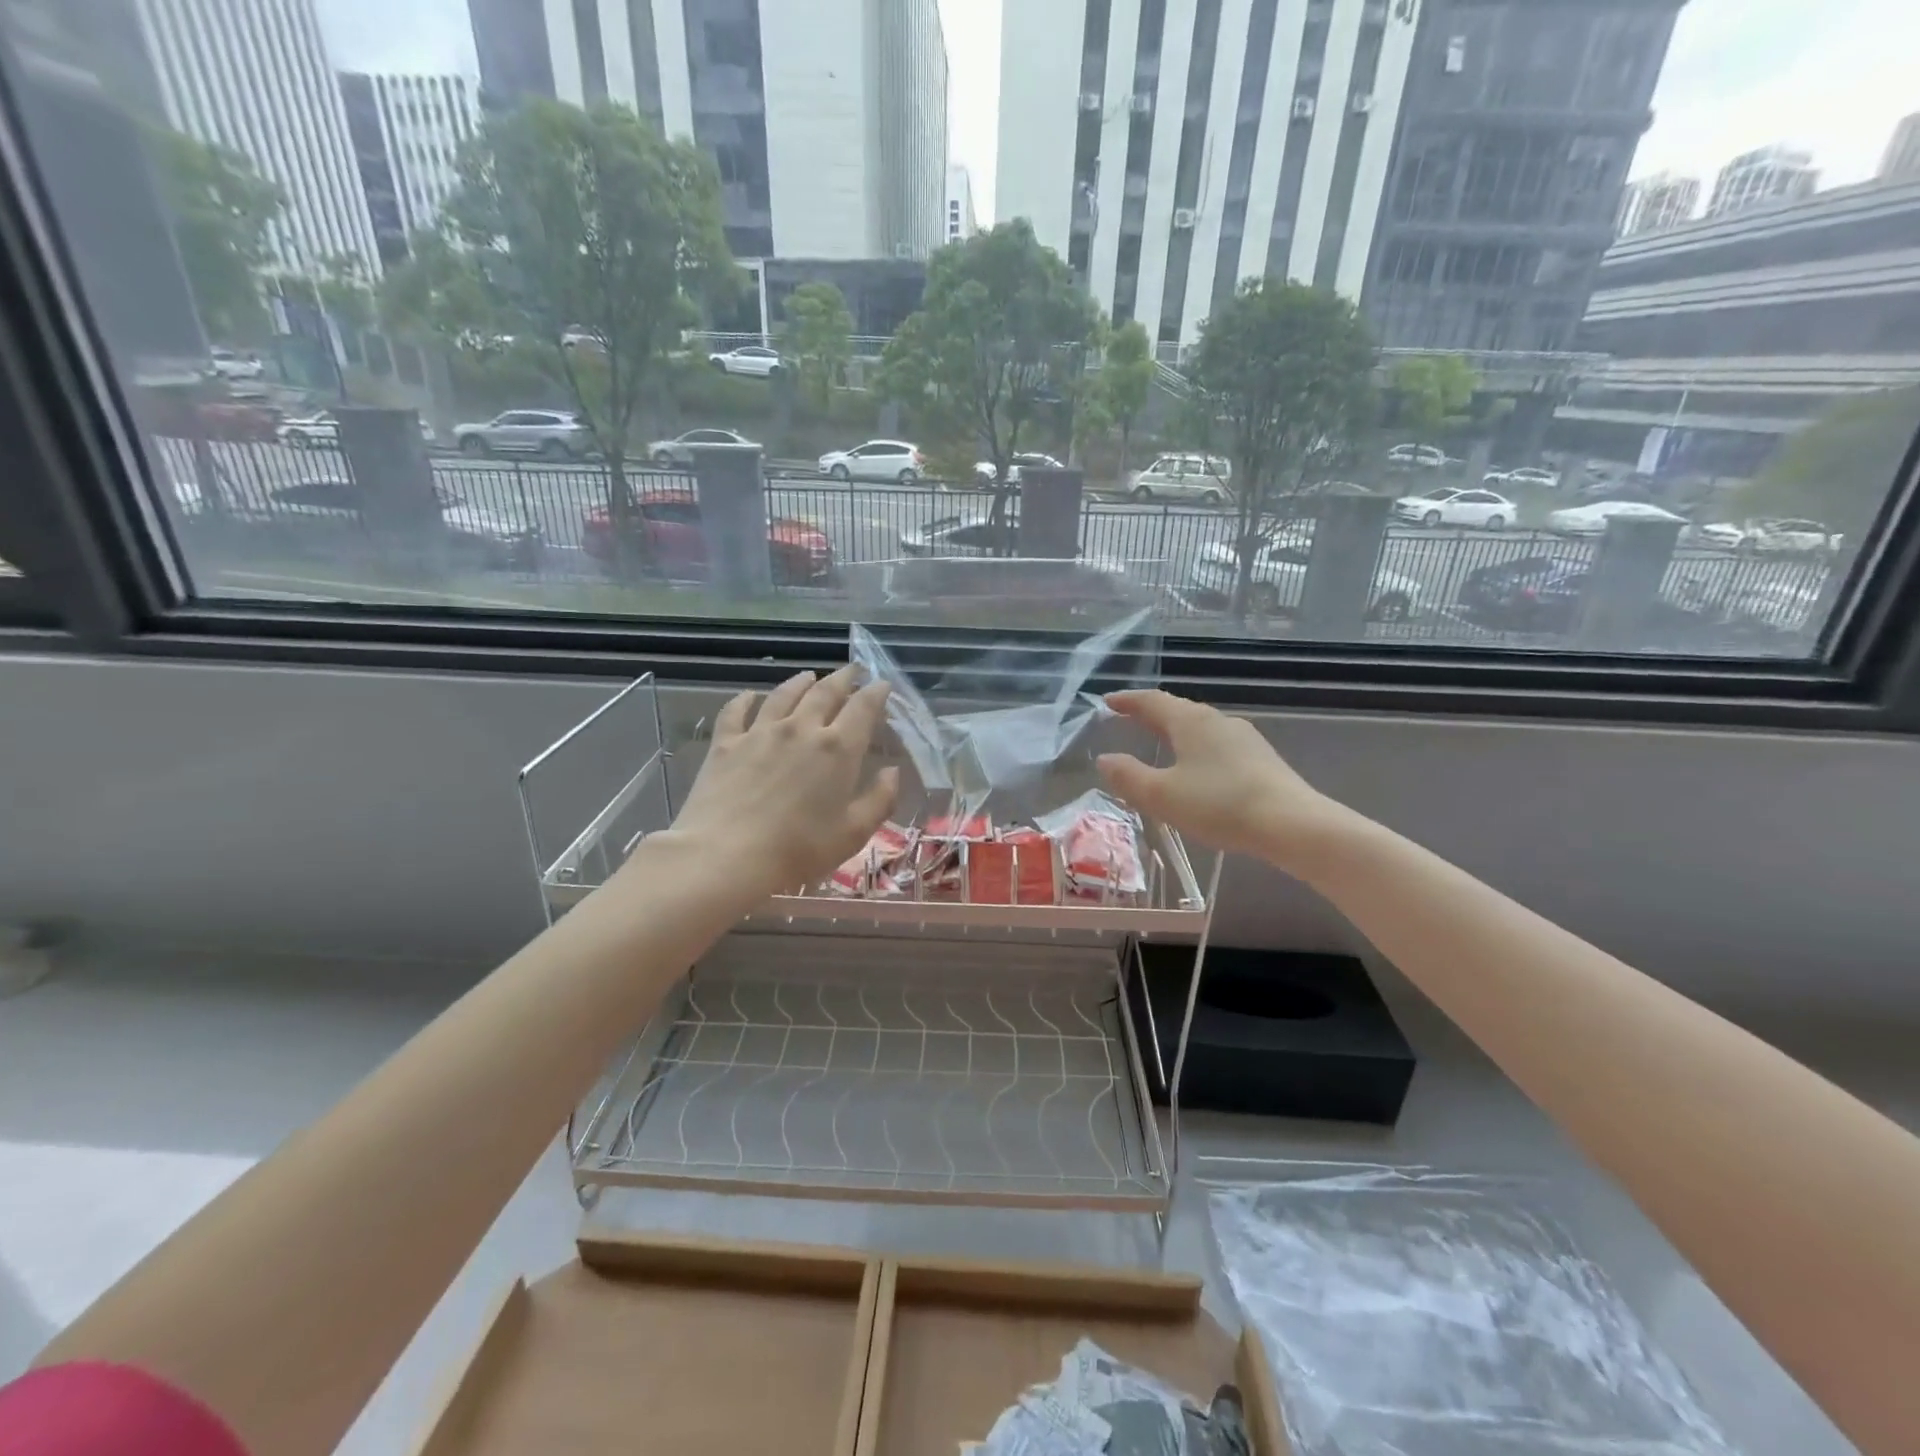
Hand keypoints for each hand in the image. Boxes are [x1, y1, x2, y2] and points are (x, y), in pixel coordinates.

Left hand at [661, 665, 899, 902]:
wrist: (725, 857)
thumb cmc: (797, 850)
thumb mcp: (853, 834)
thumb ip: (879, 800)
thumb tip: (892, 772)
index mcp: (838, 749)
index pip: (863, 708)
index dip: (876, 693)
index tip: (882, 685)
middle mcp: (801, 729)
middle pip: (825, 692)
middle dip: (843, 678)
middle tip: (852, 671)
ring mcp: (760, 732)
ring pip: (784, 694)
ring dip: (800, 682)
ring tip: (809, 676)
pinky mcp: (726, 743)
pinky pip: (736, 710)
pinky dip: (746, 699)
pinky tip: (749, 696)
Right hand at [1096, 689, 1353, 870]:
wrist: (1292, 824)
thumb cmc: (1219, 804)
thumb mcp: (1162, 795)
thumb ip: (1128, 776)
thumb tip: (1104, 759)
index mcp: (1190, 721)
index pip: (1151, 701)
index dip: (1127, 701)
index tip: (1108, 702)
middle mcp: (1217, 720)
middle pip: (1177, 710)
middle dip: (1151, 714)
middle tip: (1129, 719)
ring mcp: (1244, 738)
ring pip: (1200, 727)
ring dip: (1175, 731)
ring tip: (1160, 743)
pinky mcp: (1261, 759)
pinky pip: (1218, 745)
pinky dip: (1197, 749)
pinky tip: (1198, 769)